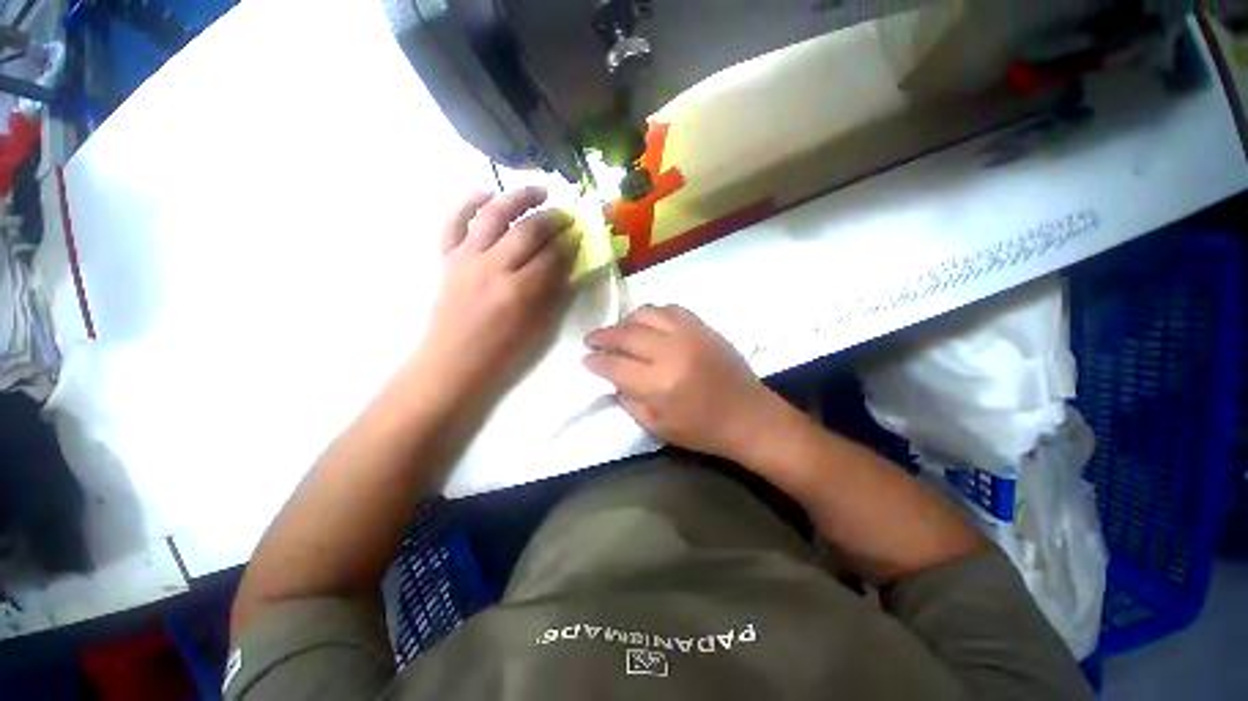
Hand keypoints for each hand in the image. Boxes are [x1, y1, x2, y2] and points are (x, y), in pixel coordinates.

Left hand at [417, 187, 577, 395]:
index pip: (551, 255)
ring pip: (492, 215)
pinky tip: (486, 193)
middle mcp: (493, 268)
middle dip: (552, 217)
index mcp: (519, 291)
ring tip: (538, 190)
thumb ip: (554, 293)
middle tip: (567, 215)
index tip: (579, 234)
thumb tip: (565, 263)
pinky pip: (453, 222)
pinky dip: (468, 203)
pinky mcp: (447, 258)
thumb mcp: (538, 328)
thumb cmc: (502, 352)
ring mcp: (466, 259)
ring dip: (518, 197)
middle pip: (527, 230)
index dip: (569, 242)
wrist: (453, 362)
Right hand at [584, 305, 777, 459]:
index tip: (584, 358)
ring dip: (625, 321)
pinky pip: (670, 308)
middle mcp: (670, 352)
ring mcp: (688, 334)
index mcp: (658, 384)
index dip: (595, 361)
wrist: (748, 415)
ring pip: (645, 313)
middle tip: (590, 339)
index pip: (614, 365)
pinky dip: (652, 313)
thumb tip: (612, 380)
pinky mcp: (703, 326)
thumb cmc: (702, 430)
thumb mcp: (657, 427)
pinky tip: (647, 323)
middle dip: (602, 336)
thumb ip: (629, 401)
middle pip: (625, 334)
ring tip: (618, 331)